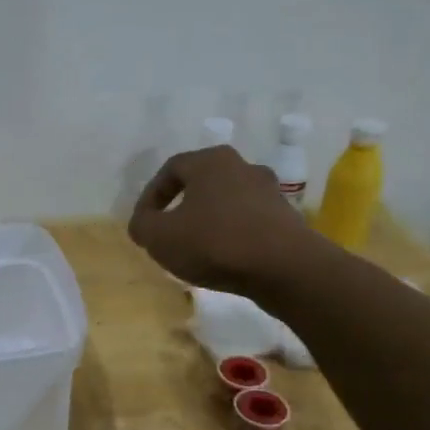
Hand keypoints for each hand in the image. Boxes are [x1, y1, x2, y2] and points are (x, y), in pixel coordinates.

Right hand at [128, 145, 328, 295]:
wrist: (286, 268)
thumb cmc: (215, 242)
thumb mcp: (159, 236)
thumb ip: (142, 225)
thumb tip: (143, 223)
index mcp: (211, 161)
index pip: (170, 169)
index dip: (151, 196)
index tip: (143, 223)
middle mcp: (243, 167)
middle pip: (201, 183)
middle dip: (181, 206)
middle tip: (167, 232)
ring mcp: (270, 192)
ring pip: (226, 202)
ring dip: (208, 221)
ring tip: (195, 249)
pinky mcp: (287, 218)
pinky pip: (248, 222)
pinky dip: (232, 235)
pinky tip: (224, 259)